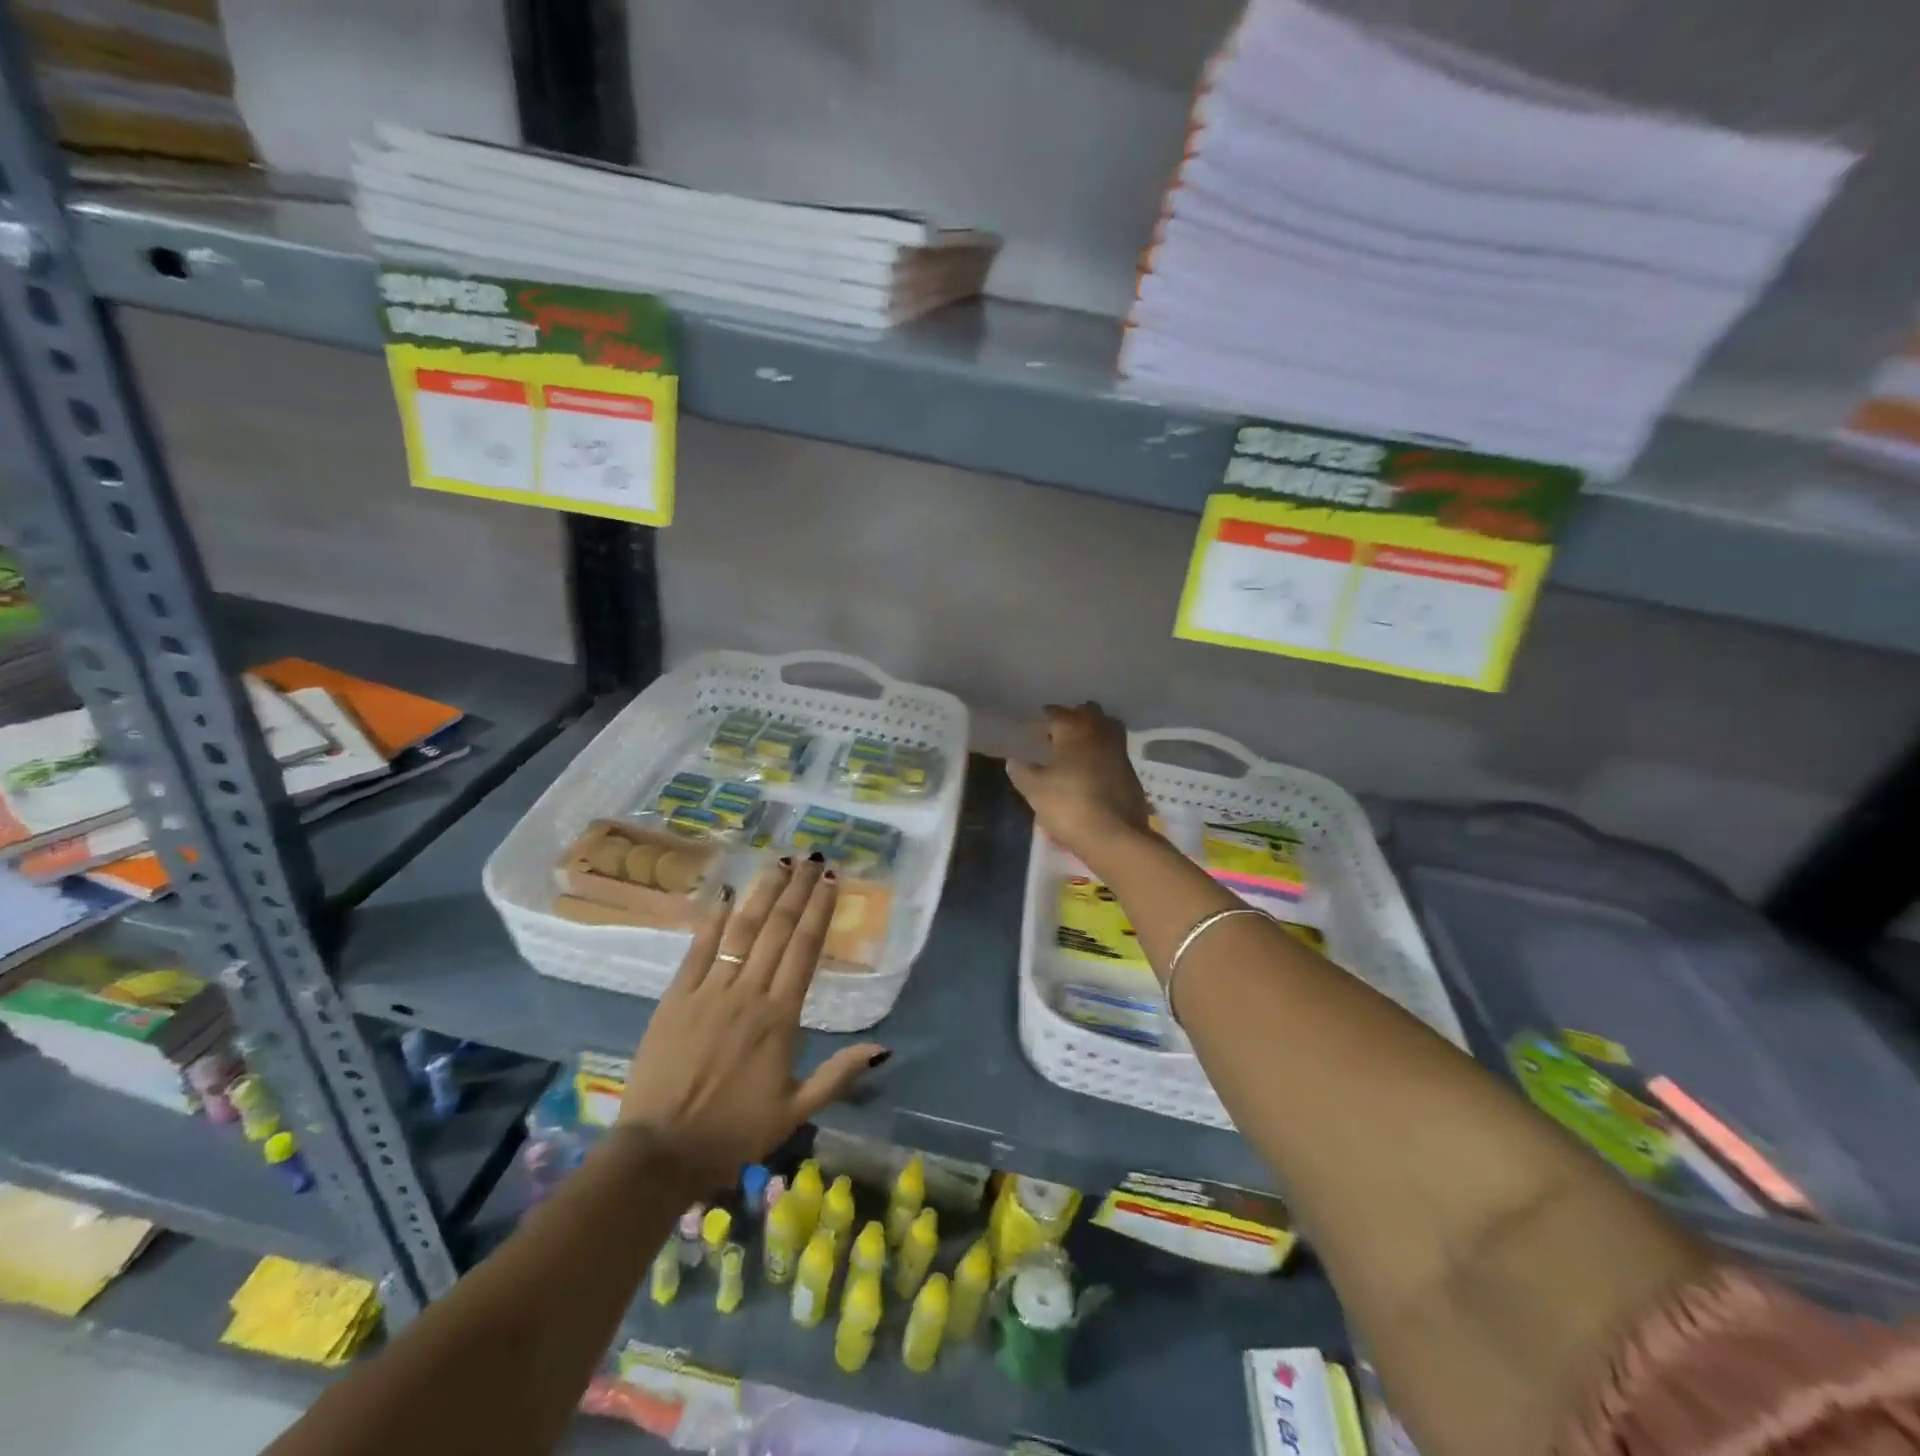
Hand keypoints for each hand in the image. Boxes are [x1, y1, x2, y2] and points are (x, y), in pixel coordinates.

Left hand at [618, 857, 887, 1186]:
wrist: (660, 1152)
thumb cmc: (733, 1132)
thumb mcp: (795, 1111)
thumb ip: (838, 1075)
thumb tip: (884, 1048)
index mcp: (780, 1018)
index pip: (805, 949)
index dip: (819, 910)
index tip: (831, 880)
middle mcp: (748, 994)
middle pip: (778, 930)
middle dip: (796, 889)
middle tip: (810, 858)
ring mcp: (709, 991)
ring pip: (741, 931)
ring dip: (762, 894)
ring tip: (778, 862)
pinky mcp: (675, 997)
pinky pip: (698, 950)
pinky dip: (713, 921)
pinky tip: (727, 896)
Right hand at [1006, 702, 1154, 867]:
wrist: (1113, 835)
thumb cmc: (1068, 804)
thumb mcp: (1035, 790)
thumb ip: (1022, 772)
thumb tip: (1013, 761)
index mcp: (1074, 730)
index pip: (1058, 713)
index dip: (1047, 716)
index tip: (1038, 723)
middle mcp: (1100, 734)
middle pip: (1089, 713)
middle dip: (1075, 716)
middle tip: (1060, 731)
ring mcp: (1119, 752)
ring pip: (1108, 728)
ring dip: (1094, 732)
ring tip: (1077, 748)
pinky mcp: (1131, 773)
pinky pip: (1115, 753)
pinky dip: (1103, 754)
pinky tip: (1092, 769)